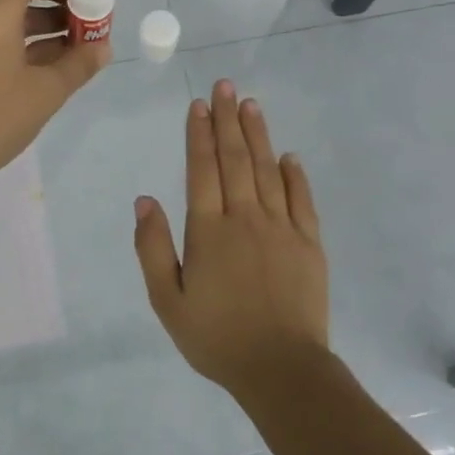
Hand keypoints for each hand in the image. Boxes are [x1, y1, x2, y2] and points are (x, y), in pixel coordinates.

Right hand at [133, 79, 329, 390]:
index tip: (199, 105)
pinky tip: (289, 156)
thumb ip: (153, 248)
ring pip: (268, 171)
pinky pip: (302, 200)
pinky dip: (295, 175)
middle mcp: (245, 219)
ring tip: (251, 104)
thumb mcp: (167, 300)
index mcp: (208, 231)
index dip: (199, 135)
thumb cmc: (216, 337)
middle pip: (235, 160)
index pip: (202, 170)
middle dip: (228, 120)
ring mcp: (282, 228)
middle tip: (226, 86)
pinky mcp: (309, 244)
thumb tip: (145, 200)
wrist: (280, 368)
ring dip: (259, 136)